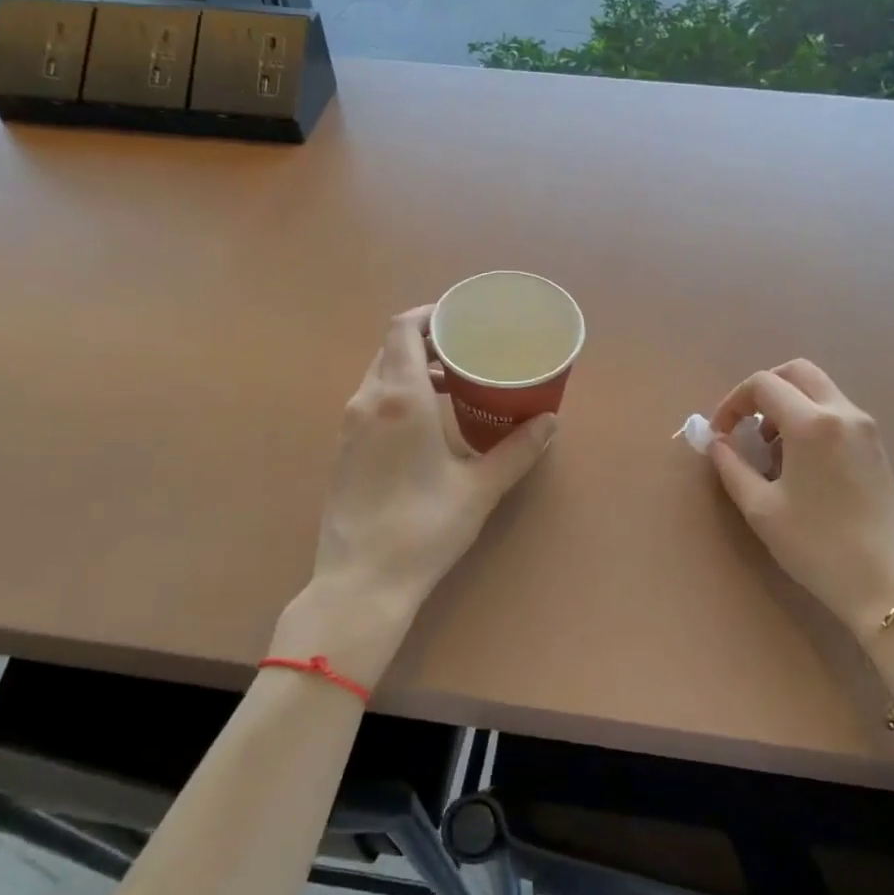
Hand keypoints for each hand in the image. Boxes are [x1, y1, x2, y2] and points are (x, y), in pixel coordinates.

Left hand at [283, 307, 555, 680]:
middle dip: (426, 341)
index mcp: (399, 398)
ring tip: (452, 384)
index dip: (429, 314)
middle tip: (465, 350)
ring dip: (412, 369)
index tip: (459, 319)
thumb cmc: (424, 528)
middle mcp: (367, 402)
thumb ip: (517, 450)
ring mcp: (349, 427)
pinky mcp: (343, 450)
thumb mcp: (479, 487)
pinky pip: (370, 402)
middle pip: (390, 348)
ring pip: (378, 376)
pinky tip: (426, 423)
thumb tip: (549, 422)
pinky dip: (397, 394)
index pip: (402, 329)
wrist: (362, 580)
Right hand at [708, 361, 893, 705]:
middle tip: (743, 425)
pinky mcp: (876, 447)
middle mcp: (843, 413)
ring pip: (819, 390)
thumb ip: (731, 466)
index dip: (732, 402)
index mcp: (812, 423)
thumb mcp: (761, 508)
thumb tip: (717, 441)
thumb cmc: (817, 546)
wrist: (889, 585)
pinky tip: (798, 463)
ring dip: (787, 405)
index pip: (763, 384)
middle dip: (763, 390)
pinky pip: (835, 412)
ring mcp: (866, 428)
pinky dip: (809, 419)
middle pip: (797, 372)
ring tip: (769, 450)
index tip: (719, 434)